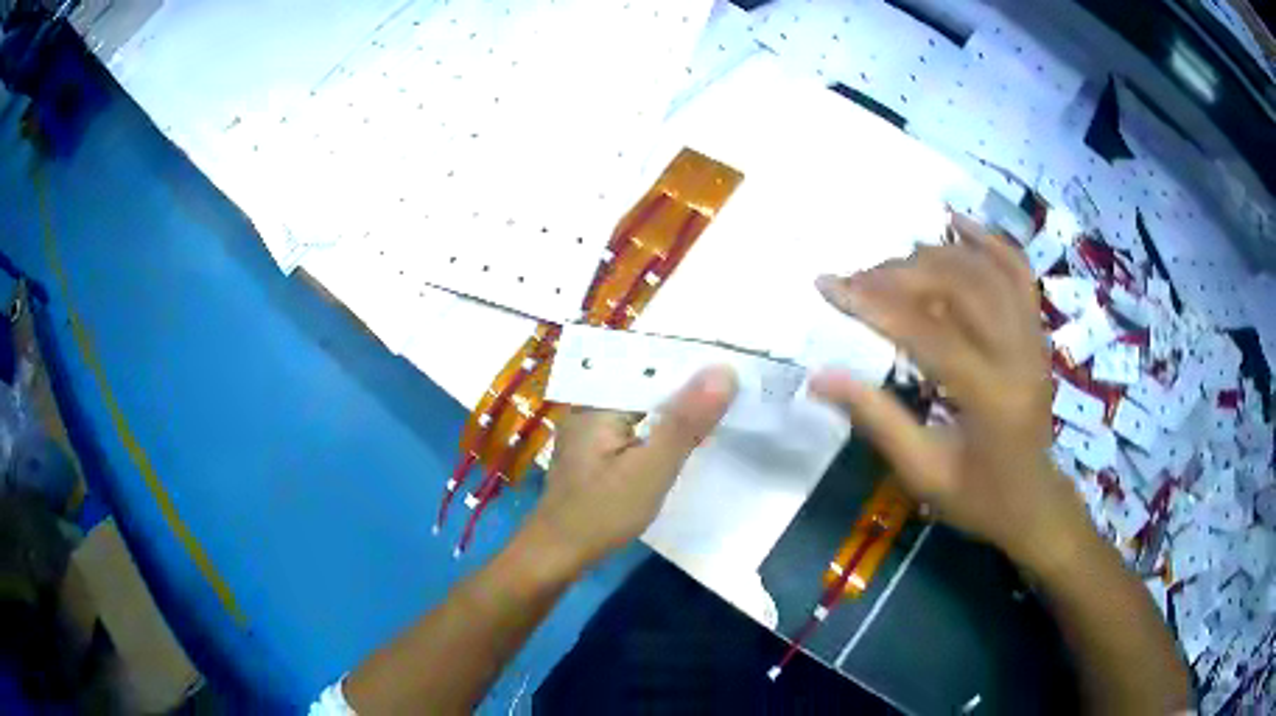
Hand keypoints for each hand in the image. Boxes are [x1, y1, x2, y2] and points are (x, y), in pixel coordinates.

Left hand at [528, 367, 737, 568]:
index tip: (732, 358)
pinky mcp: (598, 452)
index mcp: (598, 400)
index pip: (650, 364)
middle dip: (687, 383)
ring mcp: (592, 430)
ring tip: (724, 400)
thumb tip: (723, 370)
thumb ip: (686, 421)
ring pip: (643, 407)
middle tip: (738, 379)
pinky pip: (637, 427)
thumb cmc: (601, 512)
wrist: (557, 555)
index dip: (690, 361)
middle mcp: (591, 406)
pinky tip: (688, 434)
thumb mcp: (651, 468)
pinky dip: (662, 428)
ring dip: (677, 407)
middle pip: (646, 383)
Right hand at [810, 216, 1090, 569]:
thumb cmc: (979, 498)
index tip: (826, 284)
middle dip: (898, 275)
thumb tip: (819, 377)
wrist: (1035, 502)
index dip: (872, 304)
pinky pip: (1017, 272)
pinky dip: (988, 241)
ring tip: (891, 262)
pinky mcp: (1037, 330)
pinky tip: (956, 223)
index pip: (926, 332)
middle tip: (856, 279)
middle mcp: (1017, 354)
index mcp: (990, 396)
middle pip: (957, 287)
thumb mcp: (923, 473)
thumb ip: (876, 419)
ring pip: (984, 270)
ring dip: (934, 256)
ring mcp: (1033, 336)